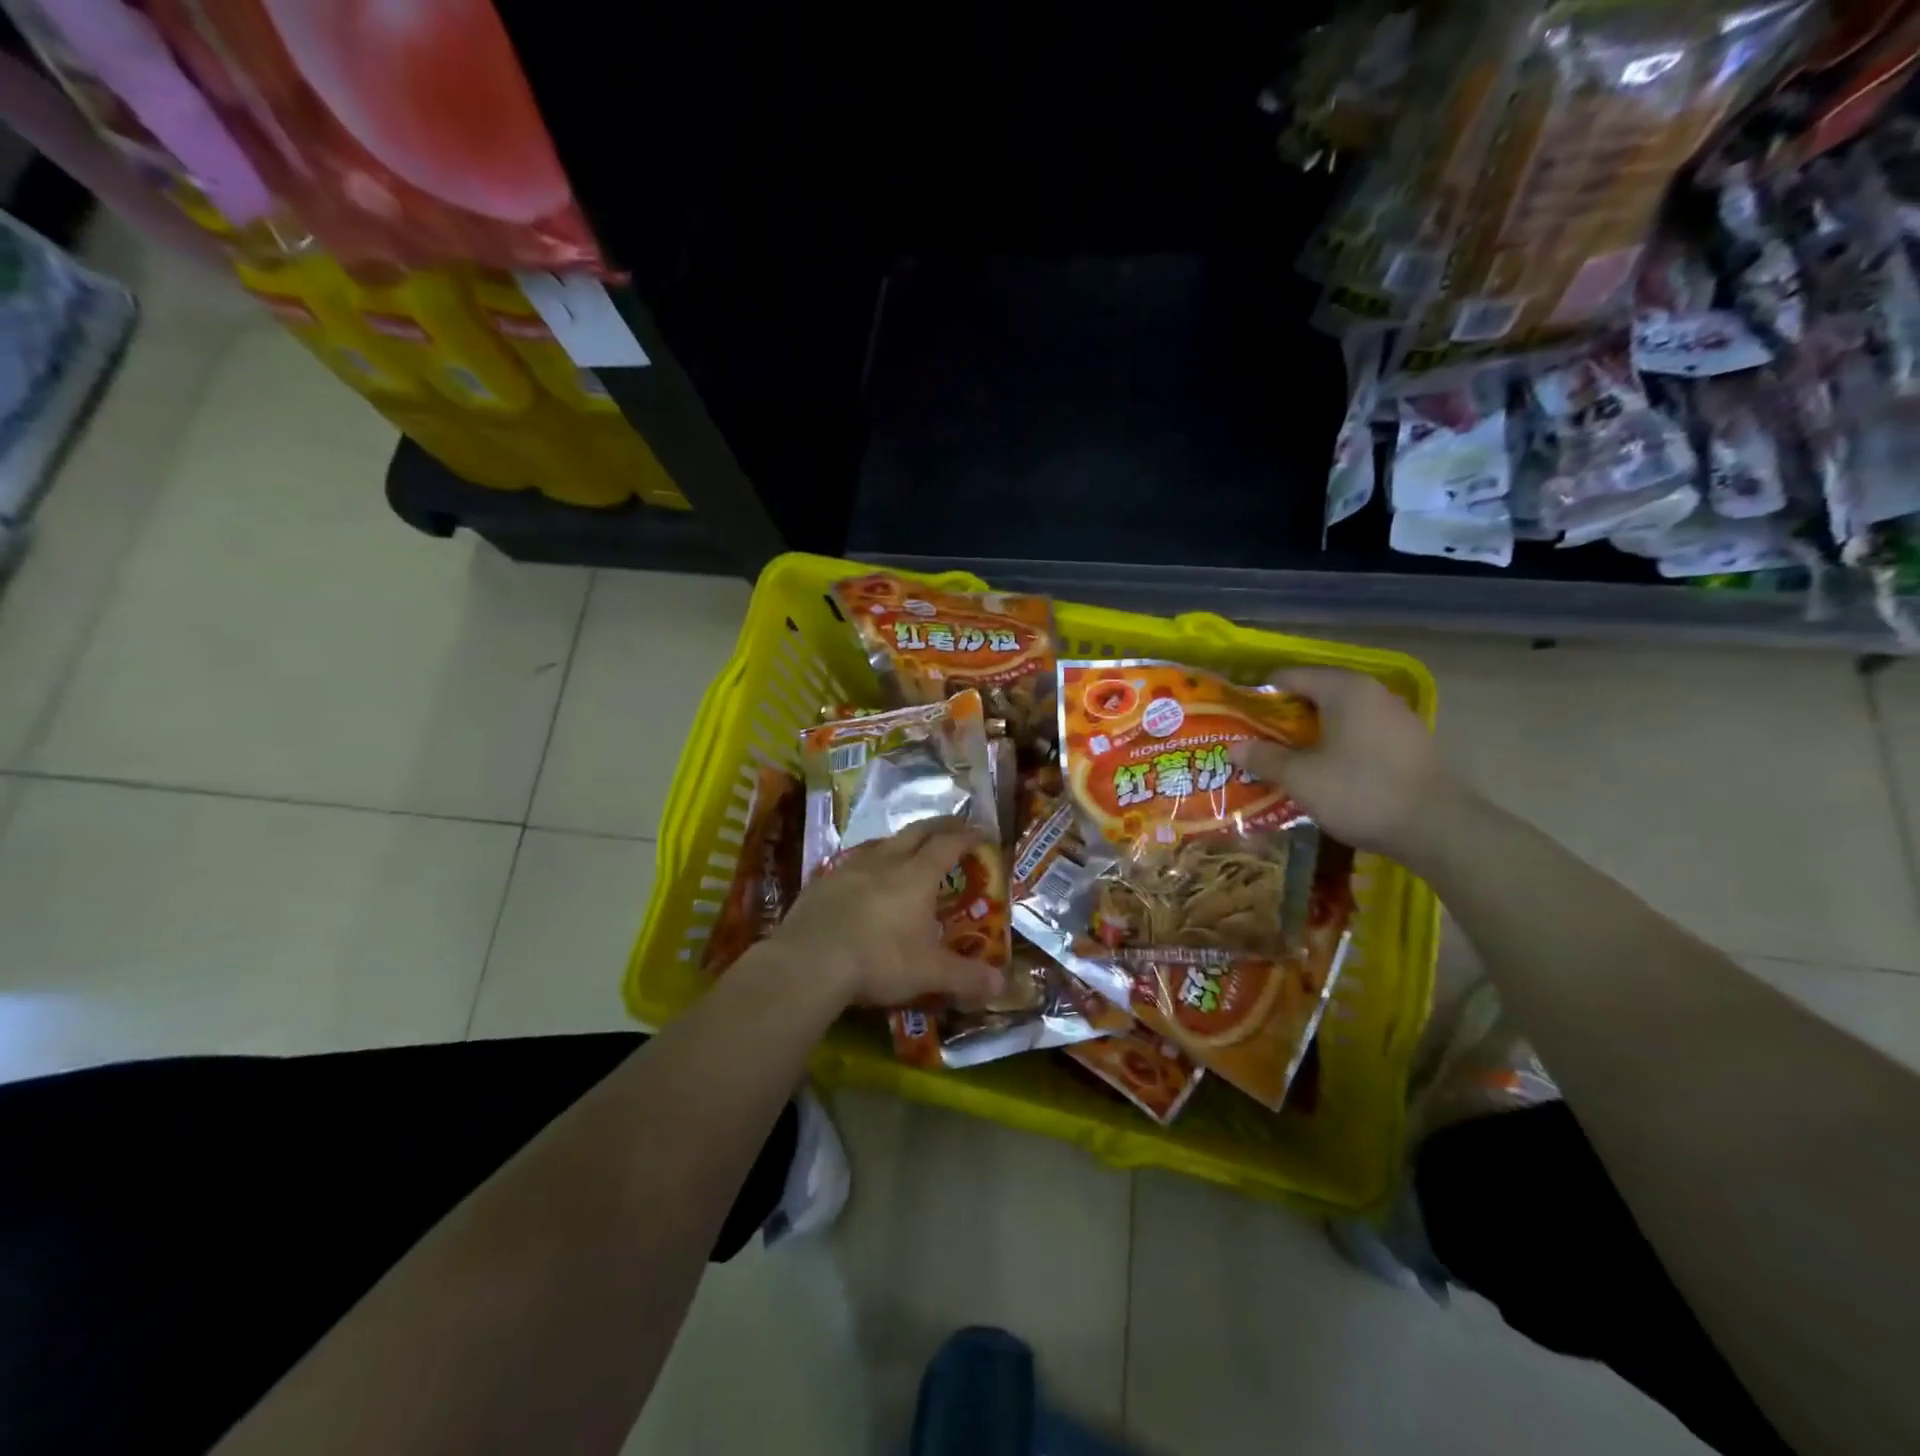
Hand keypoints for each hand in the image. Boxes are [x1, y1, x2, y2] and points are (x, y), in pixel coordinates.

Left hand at [767, 818, 1003, 1009]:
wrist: (809, 962)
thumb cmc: (879, 960)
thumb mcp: (929, 973)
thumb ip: (965, 977)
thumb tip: (1001, 987)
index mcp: (916, 876)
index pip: (948, 845)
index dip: (967, 836)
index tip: (981, 832)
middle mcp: (885, 861)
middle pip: (916, 832)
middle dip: (938, 826)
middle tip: (953, 826)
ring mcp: (849, 868)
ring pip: (881, 843)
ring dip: (900, 841)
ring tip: (907, 847)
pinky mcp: (822, 882)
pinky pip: (852, 862)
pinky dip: (868, 863)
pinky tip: (863, 877)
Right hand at [1228, 667, 1466, 863]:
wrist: (1438, 828)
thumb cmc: (1361, 791)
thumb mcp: (1301, 778)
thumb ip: (1264, 758)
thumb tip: (1234, 747)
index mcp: (1343, 689)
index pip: (1288, 677)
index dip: (1258, 698)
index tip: (1238, 721)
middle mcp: (1371, 693)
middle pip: (1314, 695)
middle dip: (1282, 719)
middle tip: (1256, 743)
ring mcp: (1395, 717)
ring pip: (1338, 716)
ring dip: (1309, 735)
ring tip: (1285, 760)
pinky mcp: (1408, 743)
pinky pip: (1359, 734)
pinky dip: (1336, 746)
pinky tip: (1324, 773)